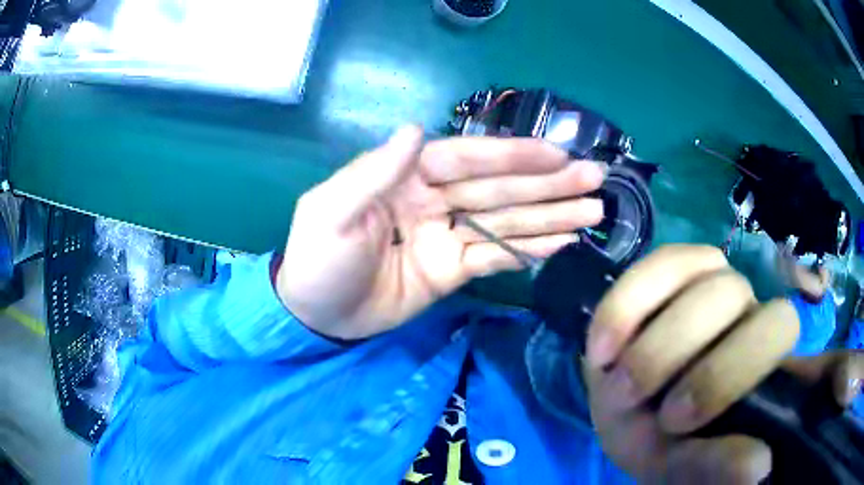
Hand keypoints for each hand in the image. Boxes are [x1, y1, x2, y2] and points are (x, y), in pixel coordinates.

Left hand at [277, 126, 604, 338]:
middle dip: (548, 184)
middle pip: (500, 188)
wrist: (317, 316)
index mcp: (407, 177)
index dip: (513, 156)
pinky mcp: (454, 269)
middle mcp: (435, 199)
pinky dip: (531, 249)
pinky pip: (498, 256)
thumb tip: (415, 130)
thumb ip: (374, 173)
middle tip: (595, 179)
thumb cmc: (317, 261)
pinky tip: (564, 241)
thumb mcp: (330, 212)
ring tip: (593, 211)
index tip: (557, 154)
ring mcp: (448, 235)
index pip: (468, 159)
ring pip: (508, 221)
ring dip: (552, 216)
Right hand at [584, 245, 862, 482]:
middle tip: (631, 401)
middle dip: (674, 350)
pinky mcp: (668, 271)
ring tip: (613, 382)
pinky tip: (601, 351)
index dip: (729, 368)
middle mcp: (744, 306)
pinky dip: (621, 308)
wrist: (635, 417)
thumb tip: (759, 466)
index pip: (778, 324)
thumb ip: (718, 464)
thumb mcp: (687, 466)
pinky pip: (652, 264)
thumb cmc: (670, 442)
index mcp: (764, 351)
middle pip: (729, 292)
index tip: (674, 421)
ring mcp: (709, 280)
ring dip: (645, 332)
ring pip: (692, 266)